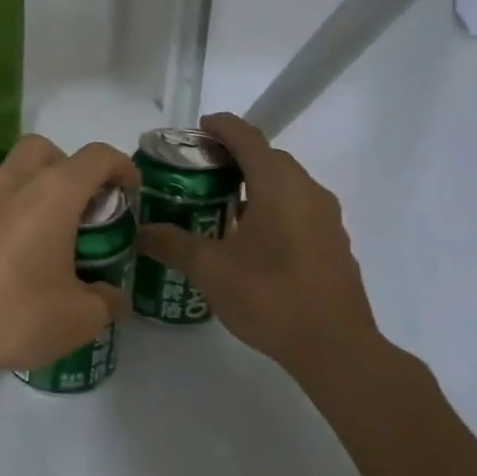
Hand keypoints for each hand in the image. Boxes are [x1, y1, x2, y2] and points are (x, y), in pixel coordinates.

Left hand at [0, 135, 138, 381]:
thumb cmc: (14, 313)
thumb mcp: (78, 318)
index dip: (121, 167)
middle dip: (70, 168)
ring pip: (13, 172)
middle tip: (82, 209)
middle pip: (46, 149)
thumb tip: (113, 298)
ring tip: (50, 236)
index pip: (96, 156)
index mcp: (52, 193)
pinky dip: (10, 213)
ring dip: (36, 190)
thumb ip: (105, 302)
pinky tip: (15, 256)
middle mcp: (13, 182)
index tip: (130, 193)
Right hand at [135, 113, 385, 372]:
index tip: (197, 130)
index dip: (220, 127)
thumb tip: (140, 232)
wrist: (335, 348)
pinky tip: (250, 239)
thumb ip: (172, 244)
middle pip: (268, 157)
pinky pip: (298, 209)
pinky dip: (272, 208)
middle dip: (234, 156)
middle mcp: (308, 191)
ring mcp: (326, 218)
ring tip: (219, 205)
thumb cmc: (270, 296)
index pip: (247, 137)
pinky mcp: (333, 244)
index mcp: (279, 185)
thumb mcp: (210, 269)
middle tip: (198, 172)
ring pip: (286, 185)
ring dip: (254, 184)